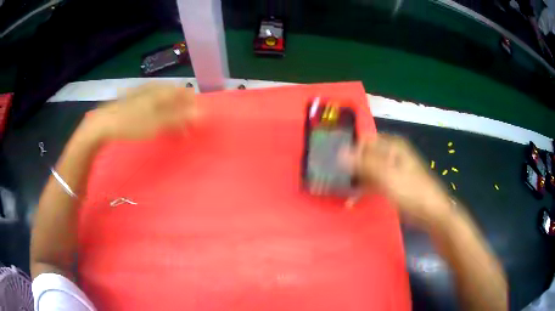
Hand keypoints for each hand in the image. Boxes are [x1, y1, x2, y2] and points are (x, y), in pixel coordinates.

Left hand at [87, 83, 197, 141]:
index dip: (192, 106)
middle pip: (175, 96)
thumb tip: (200, 113)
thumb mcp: (156, 123)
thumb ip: (178, 117)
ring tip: (172, 129)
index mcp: (162, 91)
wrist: (104, 123)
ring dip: (171, 113)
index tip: (195, 122)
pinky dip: (160, 113)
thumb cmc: (131, 123)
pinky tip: (156, 122)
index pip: (184, 93)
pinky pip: (154, 103)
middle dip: (182, 111)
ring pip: (164, 100)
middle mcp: (155, 88)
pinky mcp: (135, 99)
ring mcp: (144, 92)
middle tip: (184, 129)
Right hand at [343, 134, 451, 228]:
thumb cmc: (411, 190)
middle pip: (366, 156)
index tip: (334, 164)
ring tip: (340, 191)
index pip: (364, 141)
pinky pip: (373, 183)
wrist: (431, 212)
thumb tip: (339, 153)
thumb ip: (363, 163)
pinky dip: (364, 190)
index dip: (350, 151)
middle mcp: (391, 154)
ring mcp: (392, 170)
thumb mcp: (387, 175)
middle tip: (334, 179)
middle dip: (351, 167)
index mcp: (392, 146)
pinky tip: (352, 200)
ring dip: (356, 180)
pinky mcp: (392, 184)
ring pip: (368, 171)